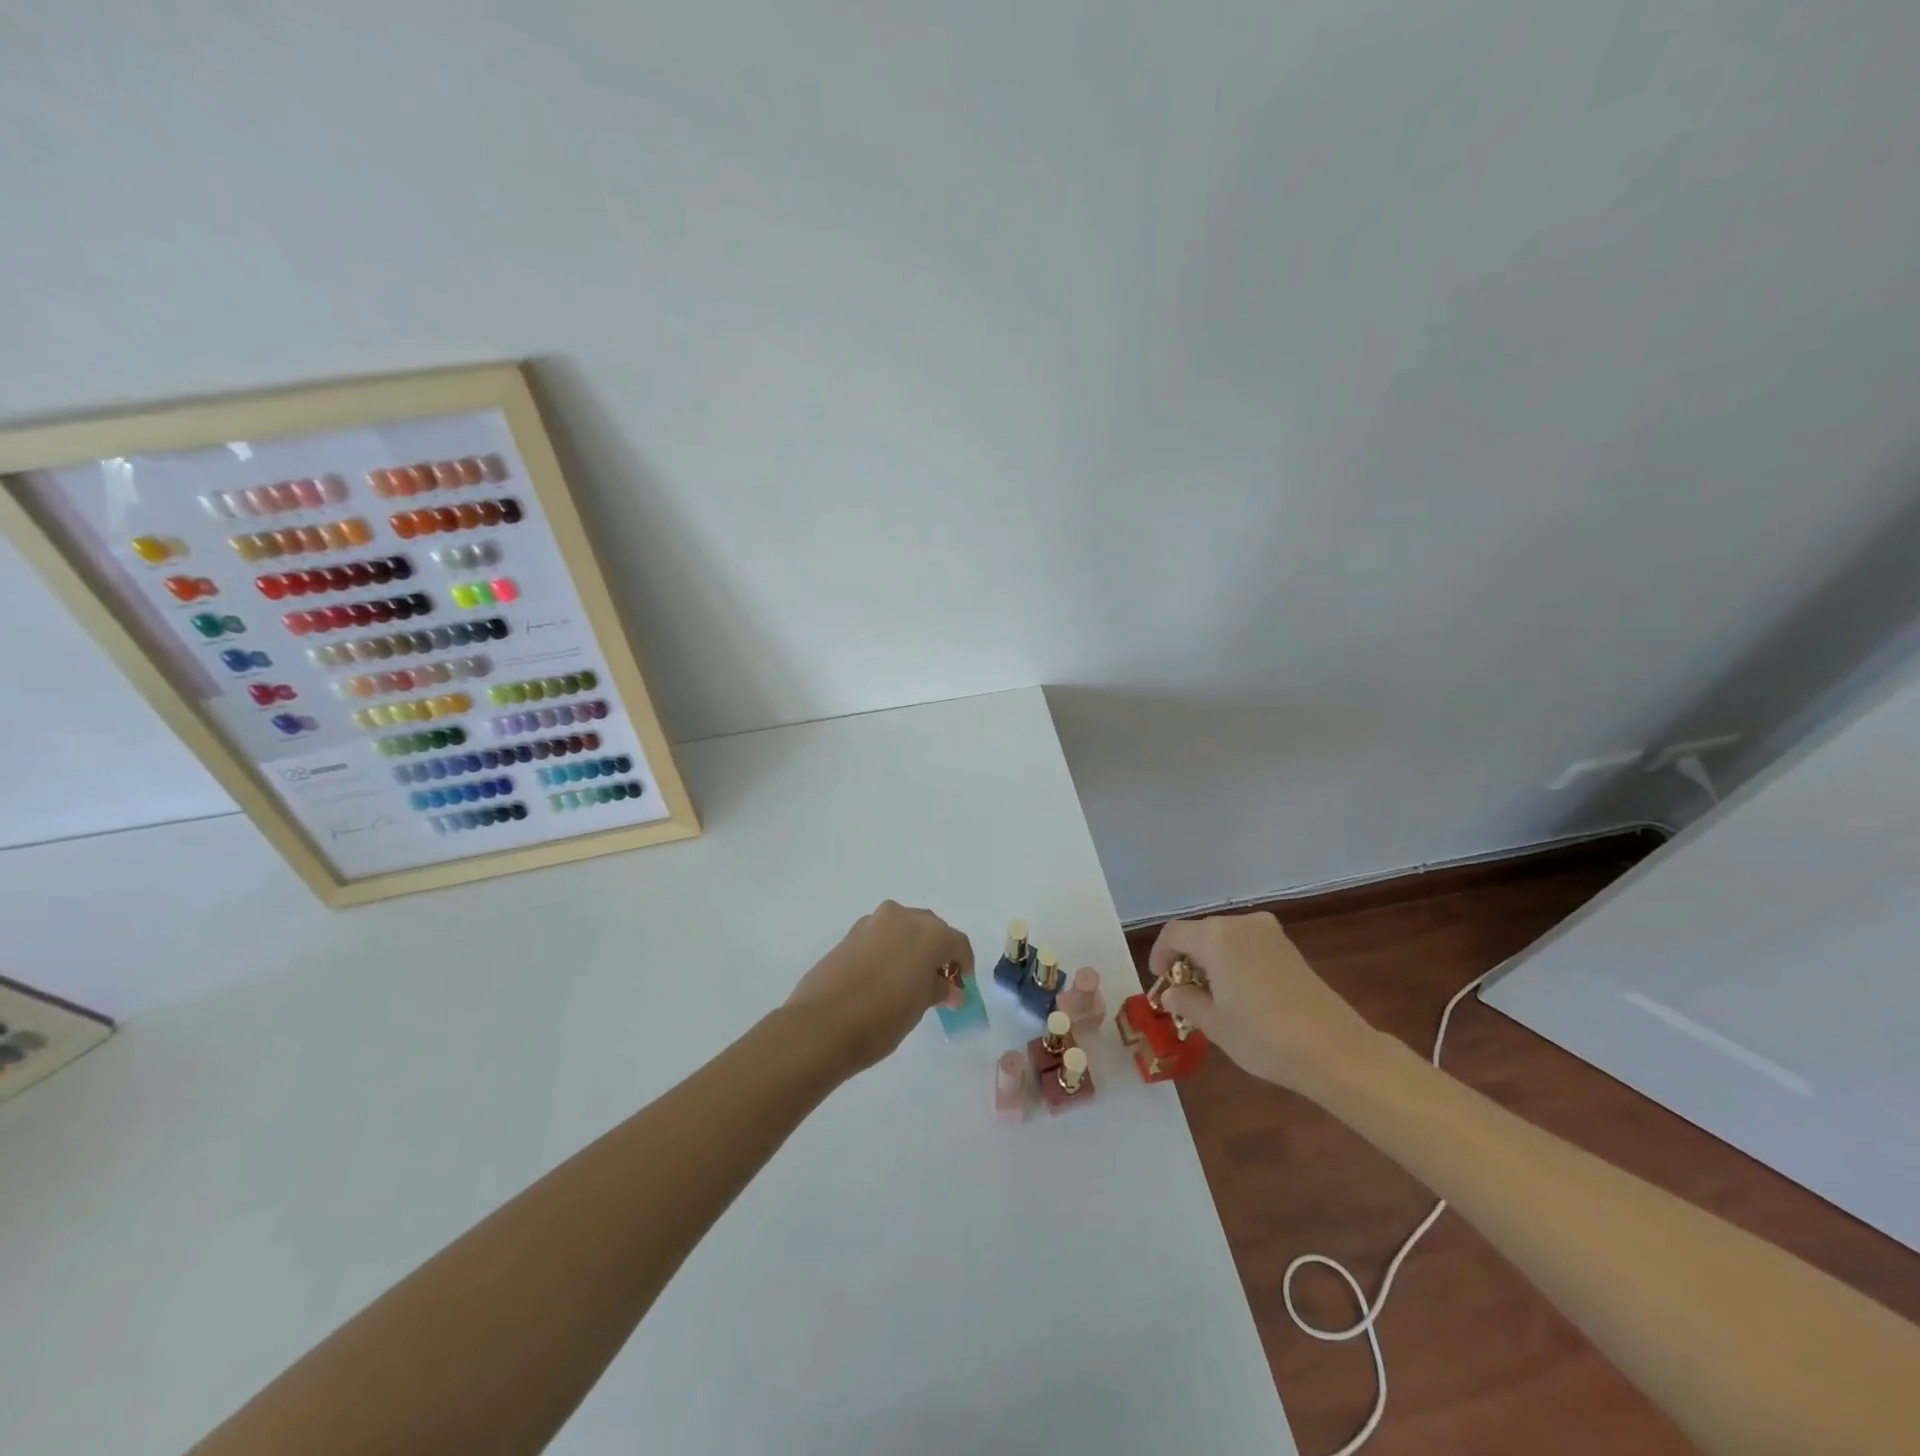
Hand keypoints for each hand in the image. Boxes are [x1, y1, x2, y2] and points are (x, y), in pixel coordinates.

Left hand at [786, 901, 972, 1075]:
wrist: (822, 1025)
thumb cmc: (883, 1016)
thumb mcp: (920, 1006)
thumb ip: (938, 990)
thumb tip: (951, 990)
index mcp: (929, 932)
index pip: (957, 943)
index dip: (963, 964)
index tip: (960, 986)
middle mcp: (902, 917)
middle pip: (930, 929)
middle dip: (937, 952)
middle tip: (937, 982)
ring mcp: (873, 922)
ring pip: (903, 929)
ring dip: (911, 948)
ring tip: (908, 980)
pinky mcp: (850, 934)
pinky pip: (880, 936)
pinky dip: (888, 950)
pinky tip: (883, 976)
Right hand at [1149, 911, 1380, 1097]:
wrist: (1335, 1051)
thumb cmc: (1264, 1036)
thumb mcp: (1215, 1024)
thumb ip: (1186, 1002)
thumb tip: (1171, 993)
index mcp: (1216, 937)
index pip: (1174, 933)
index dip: (1160, 954)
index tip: (1160, 981)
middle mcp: (1241, 924)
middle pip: (1201, 932)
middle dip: (1187, 958)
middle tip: (1183, 992)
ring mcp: (1269, 933)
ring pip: (1226, 938)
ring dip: (1211, 960)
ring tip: (1211, 995)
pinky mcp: (1289, 948)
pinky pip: (1248, 945)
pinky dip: (1235, 961)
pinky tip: (1240, 993)